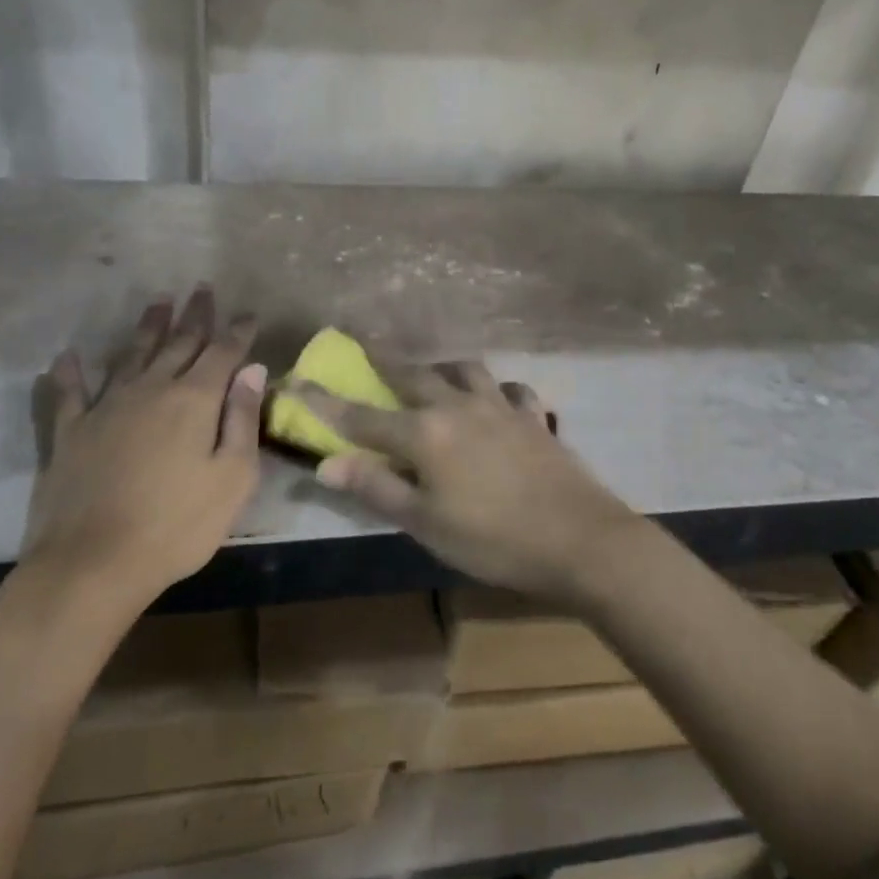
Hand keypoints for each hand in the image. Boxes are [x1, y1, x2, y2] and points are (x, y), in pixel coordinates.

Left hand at [25, 288, 264, 612]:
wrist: (94, 563)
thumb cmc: (178, 526)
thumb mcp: (232, 478)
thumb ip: (242, 419)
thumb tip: (253, 370)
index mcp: (194, 400)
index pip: (223, 354)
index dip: (238, 332)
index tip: (248, 314)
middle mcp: (151, 390)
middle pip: (179, 343)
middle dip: (195, 315)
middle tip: (203, 289)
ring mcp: (106, 407)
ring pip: (132, 354)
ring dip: (148, 326)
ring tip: (159, 300)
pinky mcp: (71, 432)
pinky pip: (71, 393)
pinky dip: (70, 373)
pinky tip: (68, 356)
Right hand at [291, 359, 647, 605]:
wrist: (580, 539)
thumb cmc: (494, 539)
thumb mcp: (426, 523)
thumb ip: (377, 488)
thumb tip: (327, 466)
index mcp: (425, 434)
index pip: (362, 416)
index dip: (326, 401)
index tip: (298, 379)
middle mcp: (458, 407)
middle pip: (412, 375)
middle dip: (383, 357)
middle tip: (364, 339)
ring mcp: (501, 408)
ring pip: (465, 370)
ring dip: (441, 366)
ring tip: (433, 369)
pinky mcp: (534, 418)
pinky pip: (511, 391)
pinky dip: (497, 390)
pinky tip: (497, 398)